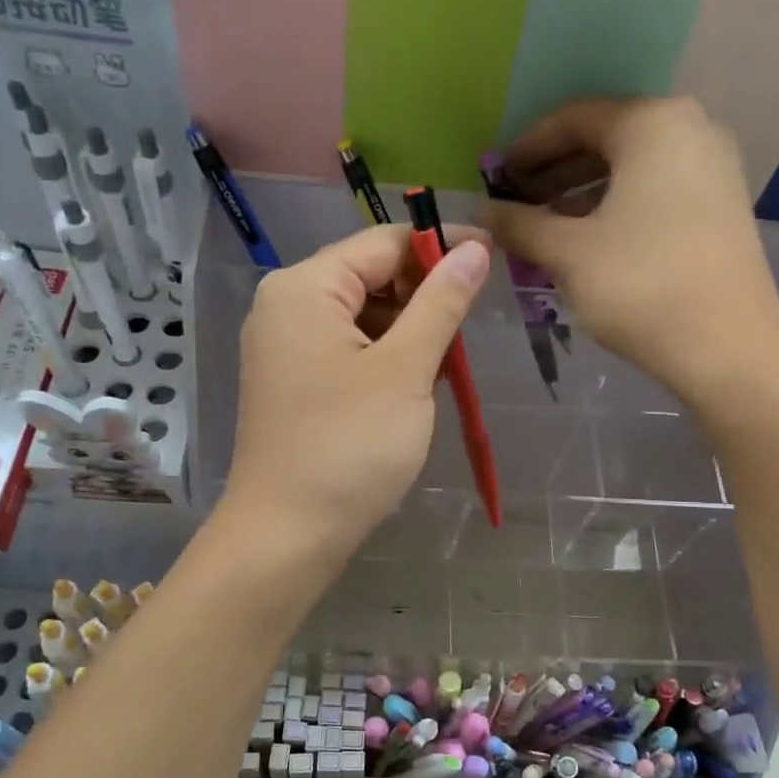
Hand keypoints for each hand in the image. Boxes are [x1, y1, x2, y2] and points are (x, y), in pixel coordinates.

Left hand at [222, 224, 489, 559]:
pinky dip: (385, 359)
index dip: (440, 245)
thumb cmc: (349, 446)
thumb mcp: (405, 370)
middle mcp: (286, 306)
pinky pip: (348, 350)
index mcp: (305, 287)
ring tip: (445, 366)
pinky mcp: (294, 383)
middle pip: (370, 276)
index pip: (383, 242)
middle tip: (468, 330)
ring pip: (363, 317)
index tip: (493, 258)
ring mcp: (286, 347)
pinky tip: (413, 387)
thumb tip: (474, 248)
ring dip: (408, 333)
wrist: (287, 535)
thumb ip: (441, 303)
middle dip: (423, 296)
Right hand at [490, 96, 778, 413]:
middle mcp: (690, 130)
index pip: (574, 118)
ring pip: (631, 168)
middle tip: (516, 203)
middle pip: (605, 139)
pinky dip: (615, 208)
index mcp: (652, 124)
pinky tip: (587, 240)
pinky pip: (655, 191)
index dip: (527, 147)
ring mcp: (713, 169)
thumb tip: (481, 213)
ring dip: (581, 193)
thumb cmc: (641, 286)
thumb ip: (520, 224)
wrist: (728, 348)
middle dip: (554, 171)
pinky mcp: (721, 207)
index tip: (495, 178)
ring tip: (543, 226)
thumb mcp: (568, 252)